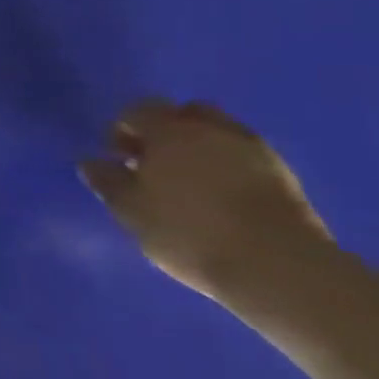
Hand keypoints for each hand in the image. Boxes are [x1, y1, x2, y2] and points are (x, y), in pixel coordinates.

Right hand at [79, 99, 334, 300]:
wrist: (281, 269)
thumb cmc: (189, 231)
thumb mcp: (130, 210)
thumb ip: (108, 181)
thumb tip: (91, 162)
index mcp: (170, 130)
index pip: (138, 110)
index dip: (122, 128)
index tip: (116, 156)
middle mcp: (213, 130)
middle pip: (185, 113)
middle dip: (167, 130)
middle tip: (154, 162)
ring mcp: (256, 151)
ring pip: (220, 133)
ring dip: (201, 148)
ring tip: (189, 181)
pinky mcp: (286, 179)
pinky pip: (247, 158)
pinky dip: (230, 167)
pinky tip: (222, 196)